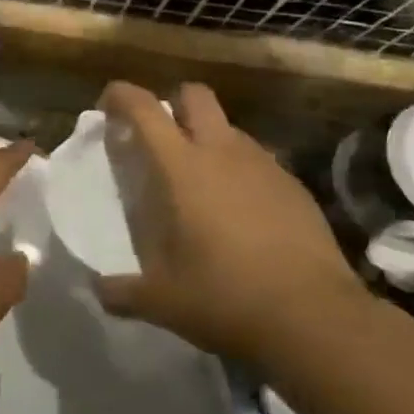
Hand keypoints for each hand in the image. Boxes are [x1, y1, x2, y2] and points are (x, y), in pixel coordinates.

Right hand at [93, 81, 363, 362]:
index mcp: (182, 166)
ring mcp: (263, 165)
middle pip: (194, 95)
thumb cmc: (226, 297)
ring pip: (228, 128)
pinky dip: (240, 172)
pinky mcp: (294, 186)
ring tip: (200, 184)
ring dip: (208, 140)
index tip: (108, 106)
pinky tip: (241, 213)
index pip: (144, 108)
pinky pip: (258, 161)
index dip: (121, 96)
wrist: (316, 319)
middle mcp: (222, 151)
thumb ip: (121, 291)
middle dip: (173, 104)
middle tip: (160, 140)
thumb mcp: (162, 301)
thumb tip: (97, 289)